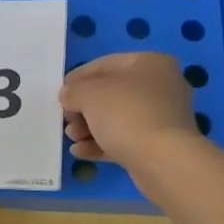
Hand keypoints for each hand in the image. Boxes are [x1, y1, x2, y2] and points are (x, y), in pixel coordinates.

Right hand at [60, 52, 202, 170]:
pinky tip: (80, 152)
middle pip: (111, 93)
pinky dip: (101, 144)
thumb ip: (73, 91)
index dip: (79, 77)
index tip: (61, 92)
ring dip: (89, 127)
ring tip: (72, 137)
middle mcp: (161, 86)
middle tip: (66, 119)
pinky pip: (125, 139)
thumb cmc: (126, 114)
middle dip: (84, 108)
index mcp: (150, 63)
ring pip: (117, 118)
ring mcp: (162, 117)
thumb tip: (69, 96)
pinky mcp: (159, 145)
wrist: (163, 160)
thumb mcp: (89, 94)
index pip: (106, 64)